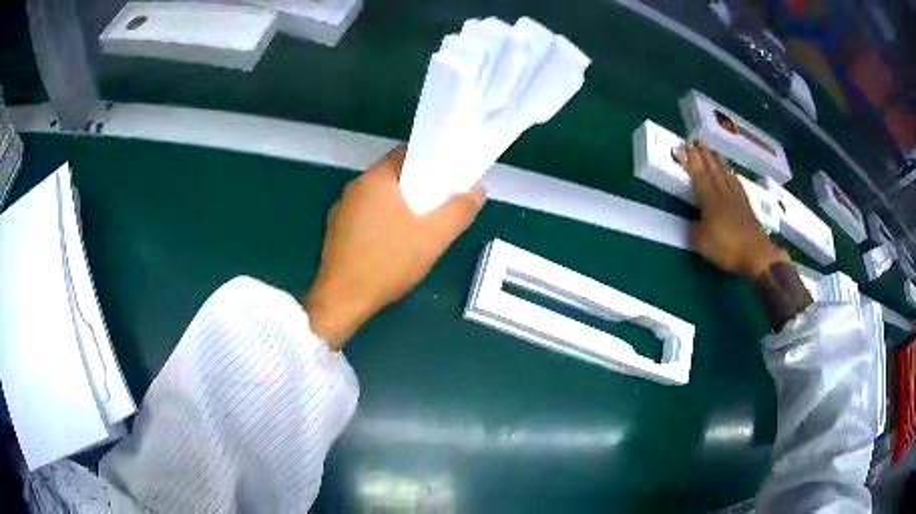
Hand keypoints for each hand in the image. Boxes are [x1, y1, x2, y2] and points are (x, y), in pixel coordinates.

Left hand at [304, 145, 485, 349]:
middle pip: (393, 176)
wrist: (343, 300)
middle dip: (417, 186)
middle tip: (439, 205)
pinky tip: (392, 245)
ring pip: (379, 198)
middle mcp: (354, 188)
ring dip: (399, 206)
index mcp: (375, 179)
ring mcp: (341, 210)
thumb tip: (478, 190)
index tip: (446, 177)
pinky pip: (365, 216)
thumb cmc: (388, 262)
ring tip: (419, 226)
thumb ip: (460, 210)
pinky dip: (382, 222)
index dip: (430, 160)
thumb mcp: (434, 237)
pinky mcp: (336, 232)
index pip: (406, 153)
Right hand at [680, 140, 787, 277]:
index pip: (699, 177)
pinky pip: (738, 186)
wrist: (757, 255)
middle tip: (698, 140)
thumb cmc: (728, 249)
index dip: (692, 161)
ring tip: (714, 153)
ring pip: (726, 176)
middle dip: (705, 156)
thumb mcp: (703, 244)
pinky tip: (732, 174)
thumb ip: (697, 229)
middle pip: (713, 171)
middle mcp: (724, 196)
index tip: (685, 146)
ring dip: (719, 163)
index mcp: (711, 203)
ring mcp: (737, 200)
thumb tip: (697, 221)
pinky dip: (733, 177)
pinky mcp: (747, 208)